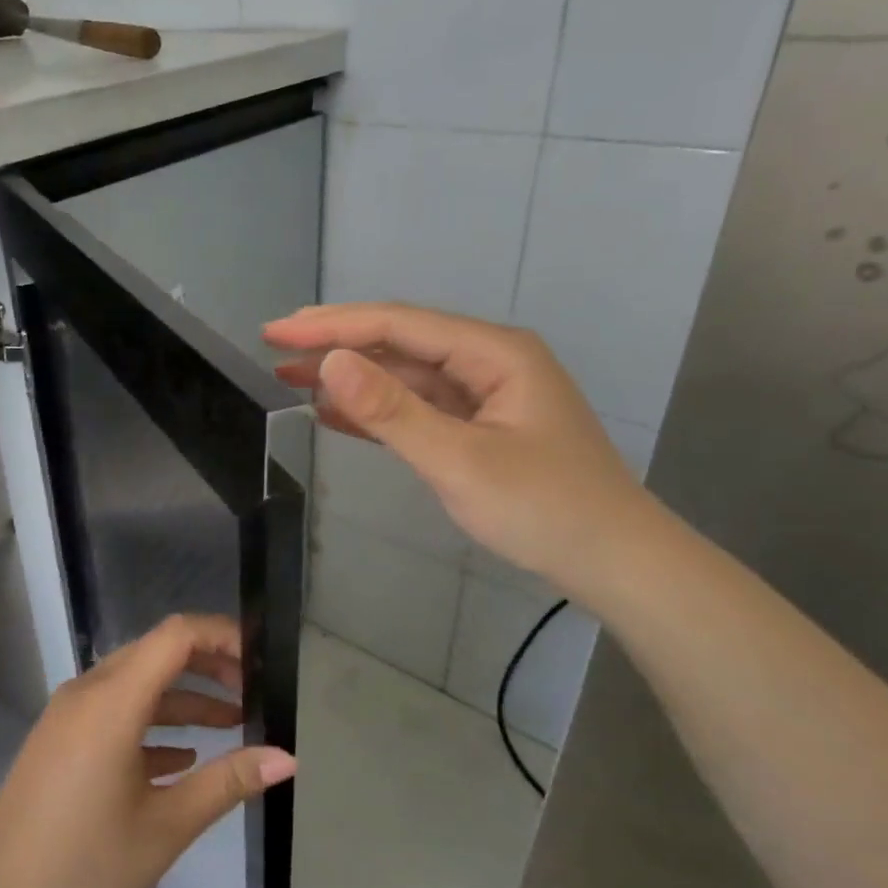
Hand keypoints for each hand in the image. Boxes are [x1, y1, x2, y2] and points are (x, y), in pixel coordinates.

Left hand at [0, 615, 295, 887]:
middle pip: (157, 653)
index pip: (175, 635)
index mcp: (112, 701)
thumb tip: (287, 758)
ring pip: (137, 684)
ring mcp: (69, 715)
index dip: (221, 635)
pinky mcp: (60, 739)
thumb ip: (227, 782)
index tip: (260, 661)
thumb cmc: (84, 865)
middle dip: (208, 666)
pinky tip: (181, 758)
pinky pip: (114, 712)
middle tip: (253, 693)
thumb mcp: (165, 826)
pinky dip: (152, 723)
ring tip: (232, 725)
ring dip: (183, 699)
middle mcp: (88, 692)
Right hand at [263, 303, 655, 596]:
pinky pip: (416, 407)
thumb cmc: (544, 509)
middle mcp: (488, 361)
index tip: (276, 331)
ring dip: (350, 376)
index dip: (332, 325)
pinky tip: (334, 412)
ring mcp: (483, 395)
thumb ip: (392, 411)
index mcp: (493, 353)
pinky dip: (374, 410)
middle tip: (274, 344)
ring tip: (291, 375)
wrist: (613, 562)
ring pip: (404, 374)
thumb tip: (330, 362)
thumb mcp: (460, 460)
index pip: (398, 325)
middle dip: (336, 342)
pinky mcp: (477, 427)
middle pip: (399, 341)